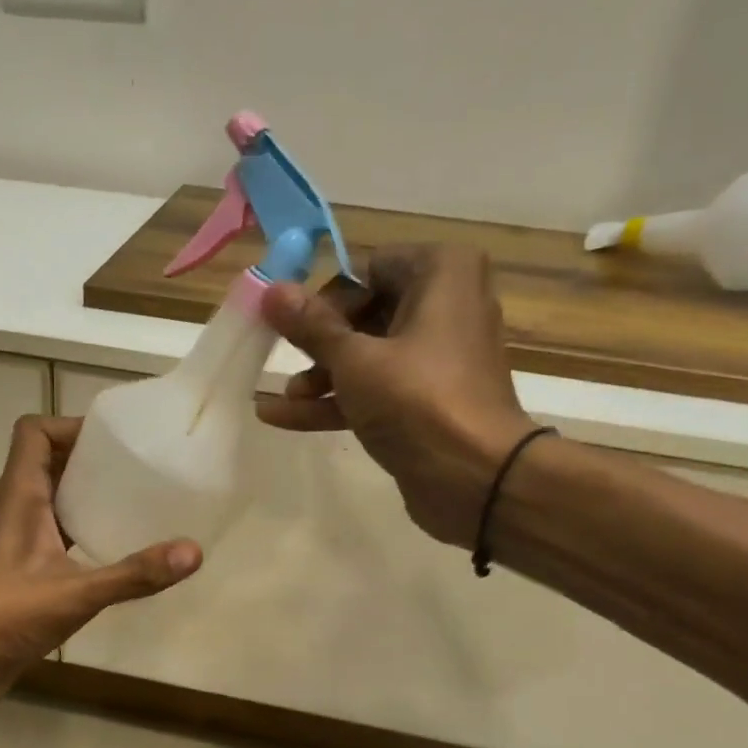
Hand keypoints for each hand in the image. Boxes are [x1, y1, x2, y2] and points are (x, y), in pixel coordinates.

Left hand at [0, 415, 201, 706]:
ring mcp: (15, 540)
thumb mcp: (74, 595)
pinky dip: (81, 531)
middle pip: (48, 461)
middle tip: (139, 469)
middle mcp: (14, 509)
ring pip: (52, 499)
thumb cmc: (1, 617)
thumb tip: (194, 552)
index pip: (34, 432)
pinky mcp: (20, 570)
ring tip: (135, 503)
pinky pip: (53, 534)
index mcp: (19, 496)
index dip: (70, 426)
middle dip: (90, 459)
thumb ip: (133, 574)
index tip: (115, 440)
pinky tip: (112, 551)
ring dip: (87, 496)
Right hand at [256, 244, 535, 549]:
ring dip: (322, 375)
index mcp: (442, 273)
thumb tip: (271, 290)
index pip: (370, 269)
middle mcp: (447, 306)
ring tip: (284, 397)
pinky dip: (337, 401)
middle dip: (320, 341)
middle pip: (366, 314)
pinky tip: (282, 416)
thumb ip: (311, 326)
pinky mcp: (428, 401)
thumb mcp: (354, 359)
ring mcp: (438, 358)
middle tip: (284, 358)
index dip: (329, 297)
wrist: (476, 478)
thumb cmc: (417, 399)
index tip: (293, 324)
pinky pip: (377, 390)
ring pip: (369, 355)